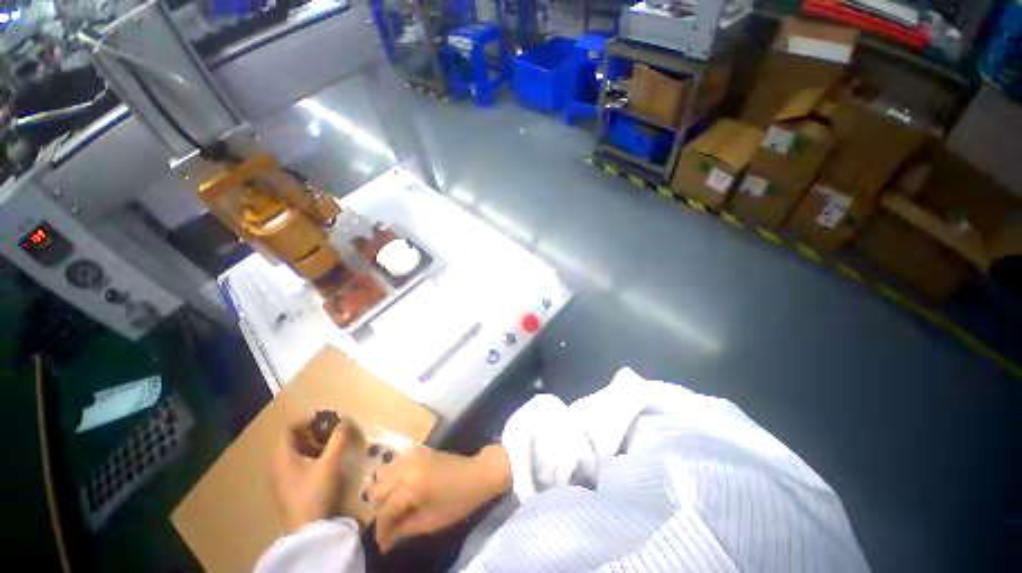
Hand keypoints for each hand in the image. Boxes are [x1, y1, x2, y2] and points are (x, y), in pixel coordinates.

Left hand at [272, 421, 349, 532]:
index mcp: (282, 457)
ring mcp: (279, 477)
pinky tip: (322, 461)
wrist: (308, 528)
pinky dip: (307, 455)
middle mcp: (276, 464)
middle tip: (329, 431)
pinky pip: (293, 462)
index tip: (325, 419)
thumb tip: (344, 420)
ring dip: (310, 443)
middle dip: (311, 431)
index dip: (306, 420)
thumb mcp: (330, 463)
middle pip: (289, 439)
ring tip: (328, 445)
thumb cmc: (315, 492)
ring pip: (292, 451)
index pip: (288, 428)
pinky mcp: (285, 486)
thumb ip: (338, 440)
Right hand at [369, 444, 511, 551]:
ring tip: (395, 506)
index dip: (381, 532)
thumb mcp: (430, 522)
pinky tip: (401, 488)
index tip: (383, 545)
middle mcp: (406, 468)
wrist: (477, 474)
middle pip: (377, 490)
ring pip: (382, 473)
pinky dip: (392, 476)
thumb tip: (384, 540)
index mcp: (410, 486)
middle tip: (391, 524)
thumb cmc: (458, 501)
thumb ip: (403, 529)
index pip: (384, 512)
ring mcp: (412, 455)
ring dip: (384, 491)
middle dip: (380, 510)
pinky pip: (395, 462)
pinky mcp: (418, 450)